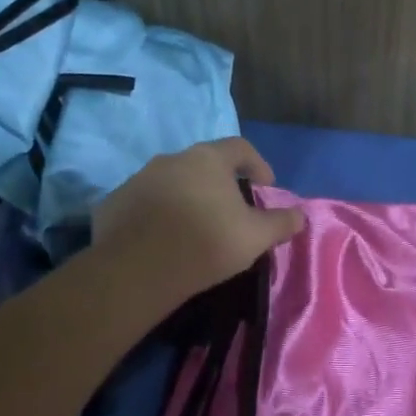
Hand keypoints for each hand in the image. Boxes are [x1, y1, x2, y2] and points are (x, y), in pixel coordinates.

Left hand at [93, 137, 303, 306]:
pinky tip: (163, 240)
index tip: (265, 188)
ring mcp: (138, 178)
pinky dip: (158, 215)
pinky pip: (144, 203)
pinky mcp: (114, 202)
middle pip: (203, 164)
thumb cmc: (206, 243)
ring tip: (195, 228)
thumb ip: (281, 222)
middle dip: (220, 183)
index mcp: (208, 159)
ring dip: (187, 198)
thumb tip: (301, 215)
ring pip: (171, 182)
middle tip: (230, 211)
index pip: (240, 147)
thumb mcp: (255, 236)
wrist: (137, 268)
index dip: (257, 164)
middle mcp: (171, 159)